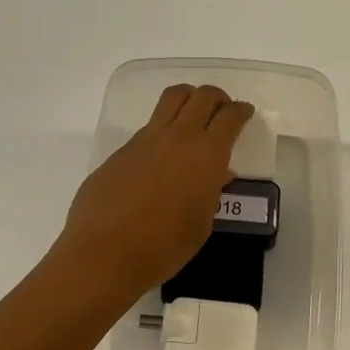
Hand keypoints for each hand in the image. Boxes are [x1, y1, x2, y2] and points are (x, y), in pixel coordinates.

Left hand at [57, 84, 253, 296]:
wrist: (105, 253)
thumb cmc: (164, 247)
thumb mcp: (201, 223)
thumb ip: (211, 192)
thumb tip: (217, 174)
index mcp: (207, 155)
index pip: (230, 117)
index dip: (241, 111)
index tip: (245, 112)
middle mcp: (178, 137)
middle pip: (202, 96)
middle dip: (217, 97)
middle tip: (221, 110)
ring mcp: (146, 140)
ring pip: (171, 99)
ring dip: (188, 100)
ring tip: (192, 117)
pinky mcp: (121, 150)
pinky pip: (149, 127)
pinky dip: (163, 129)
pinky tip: (161, 156)